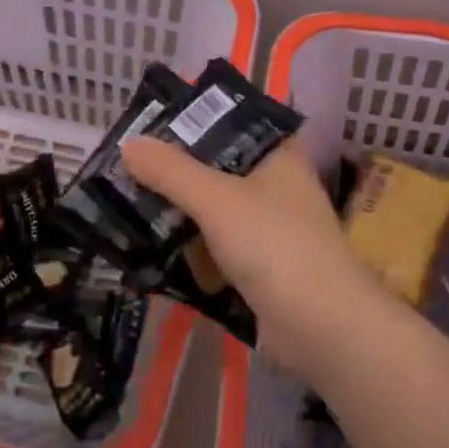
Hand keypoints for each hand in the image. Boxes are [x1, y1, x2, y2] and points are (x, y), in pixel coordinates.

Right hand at [120, 136, 389, 371]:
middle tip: (127, 167)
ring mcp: (270, 232)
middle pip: (219, 170)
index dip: (196, 121)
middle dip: (177, 172)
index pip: (235, 124)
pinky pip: (216, 251)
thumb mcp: (217, 199)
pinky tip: (152, 249)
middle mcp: (278, 188)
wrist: (320, 326)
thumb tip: (129, 143)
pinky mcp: (260, 270)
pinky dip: (190, 251)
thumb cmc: (275, 245)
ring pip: (216, 213)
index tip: (152, 124)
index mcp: (279, 157)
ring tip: (128, 204)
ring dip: (180, 214)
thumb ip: (171, 171)